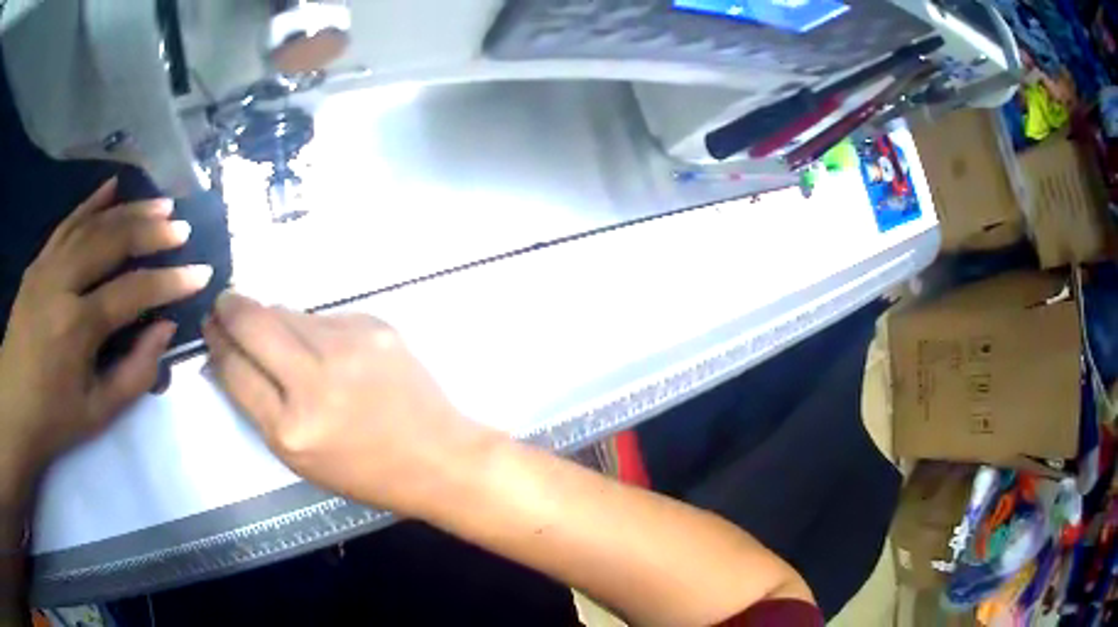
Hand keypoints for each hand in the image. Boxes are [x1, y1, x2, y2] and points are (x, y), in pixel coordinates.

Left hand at [0, 178, 212, 495]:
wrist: (13, 406)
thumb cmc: (53, 419)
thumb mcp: (97, 413)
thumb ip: (135, 373)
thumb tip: (164, 330)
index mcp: (76, 327)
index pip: (131, 292)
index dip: (169, 282)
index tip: (201, 273)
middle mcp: (61, 283)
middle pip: (111, 242)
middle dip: (151, 231)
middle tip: (181, 228)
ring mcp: (47, 266)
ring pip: (92, 224)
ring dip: (128, 210)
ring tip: (159, 204)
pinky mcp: (38, 261)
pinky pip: (67, 222)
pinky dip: (91, 202)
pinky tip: (113, 187)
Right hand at [204, 293, 496, 515]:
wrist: (437, 456)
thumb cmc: (364, 471)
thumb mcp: (299, 457)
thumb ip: (260, 406)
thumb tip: (230, 355)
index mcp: (291, 430)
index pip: (234, 369)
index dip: (217, 343)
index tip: (210, 327)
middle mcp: (315, 382)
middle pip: (253, 323)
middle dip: (230, 308)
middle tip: (224, 304)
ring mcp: (347, 348)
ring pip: (288, 313)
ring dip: (272, 318)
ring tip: (274, 333)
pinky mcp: (374, 327)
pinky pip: (323, 317)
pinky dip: (312, 328)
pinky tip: (325, 350)